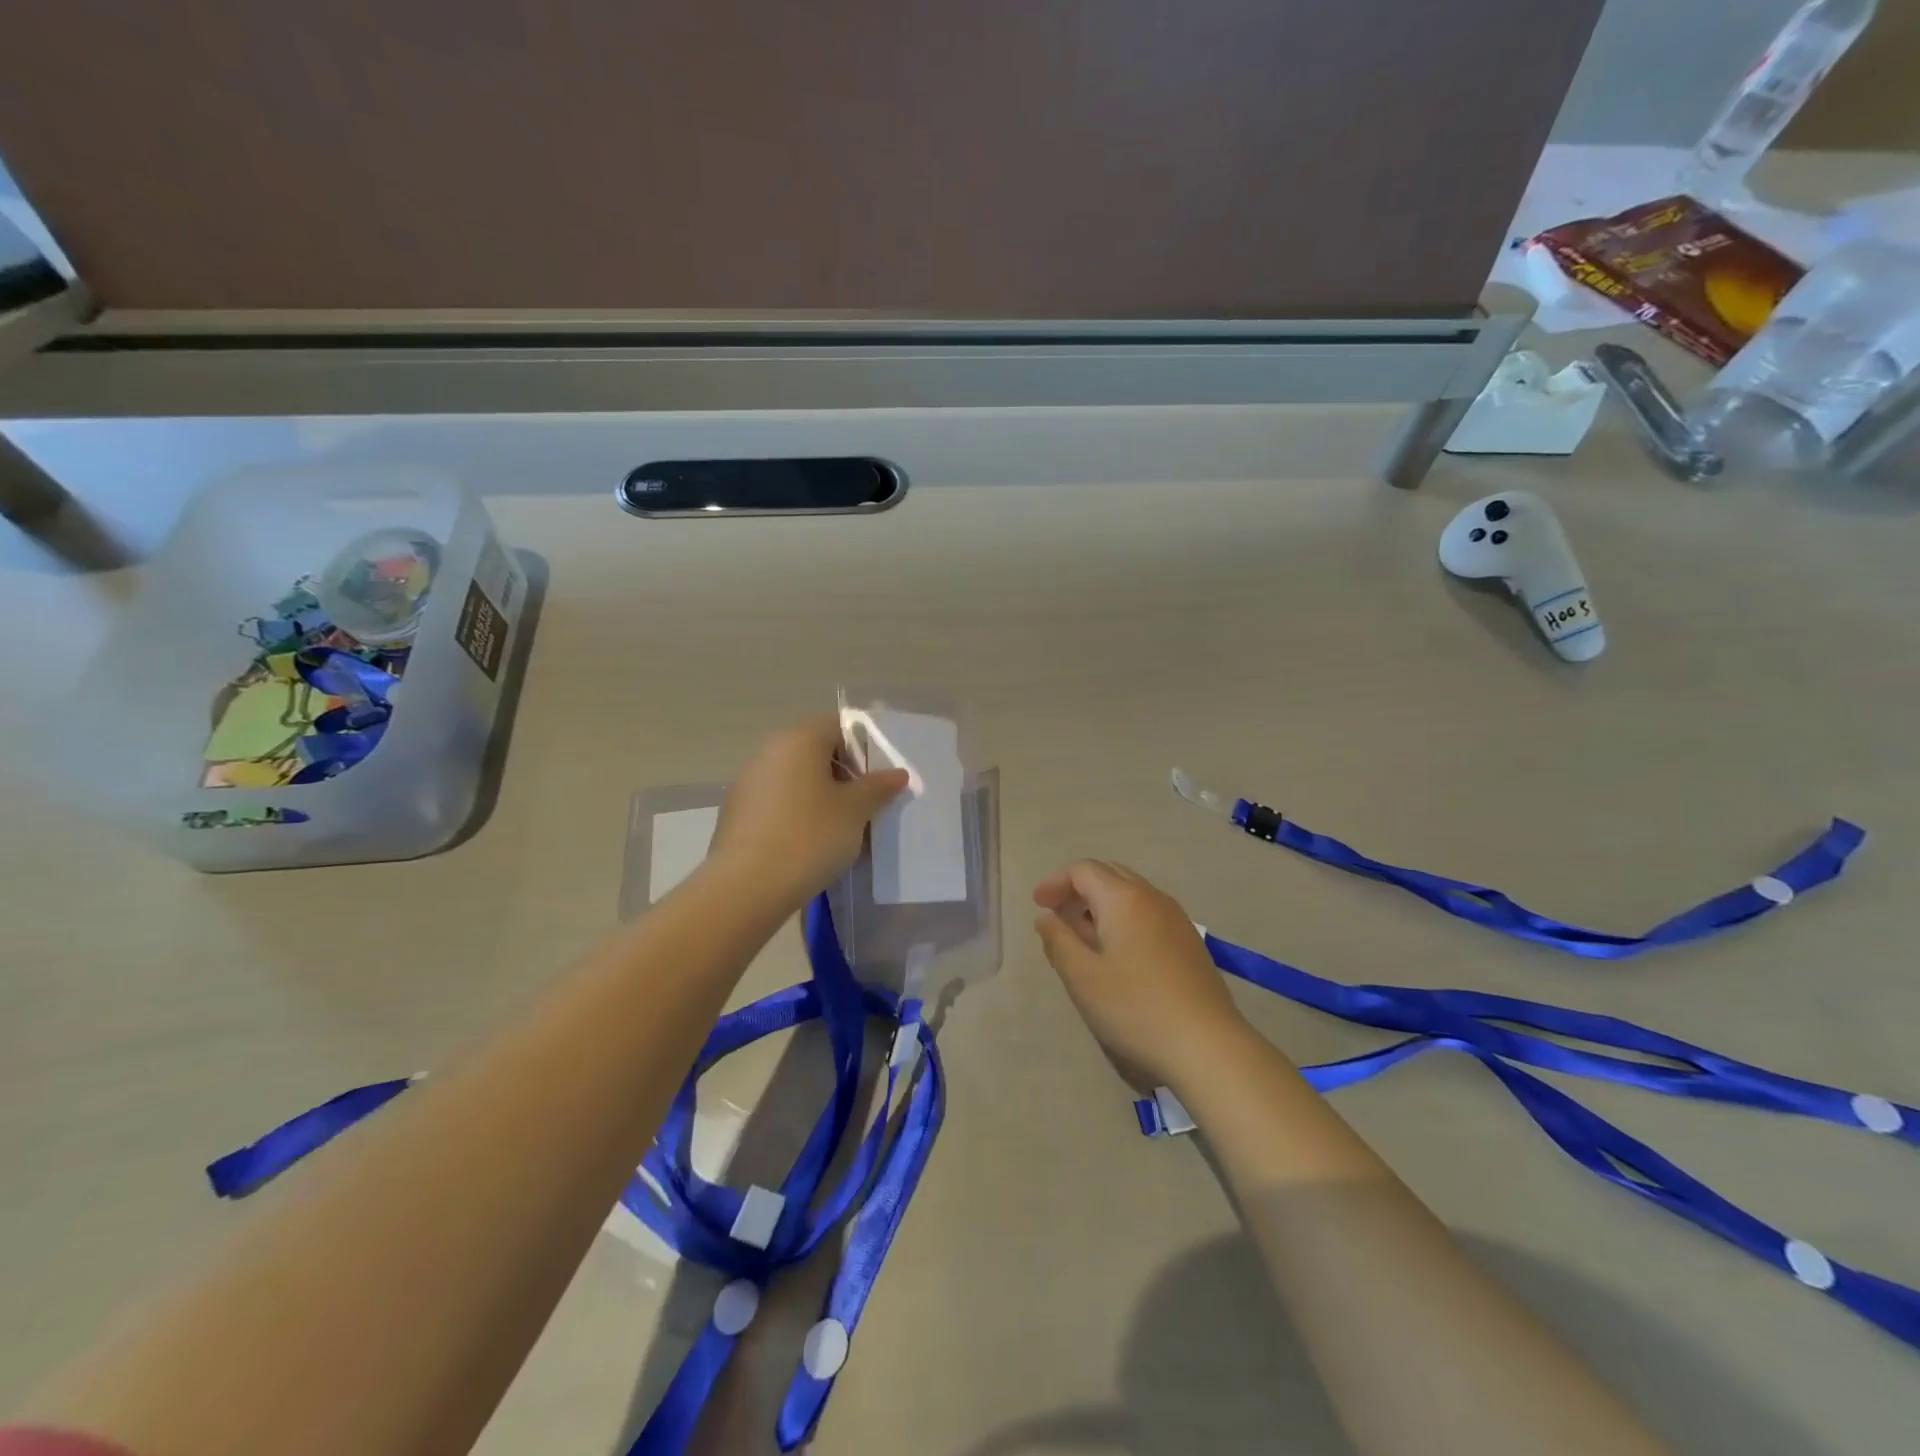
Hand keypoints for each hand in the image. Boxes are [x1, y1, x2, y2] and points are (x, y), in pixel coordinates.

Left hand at [709, 716, 909, 914]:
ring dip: (821, 799)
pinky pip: (777, 805)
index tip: (878, 781)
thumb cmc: (810, 837)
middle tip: (865, 808)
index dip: (863, 749)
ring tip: (841, 834)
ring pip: (796, 781)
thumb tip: (897, 773)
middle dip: (843, 778)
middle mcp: (768, 752)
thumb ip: (878, 787)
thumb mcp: (856, 811)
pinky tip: (809, 848)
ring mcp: (747, 783)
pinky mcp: (735, 814)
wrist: (746, 888)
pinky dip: (797, 817)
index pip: (838, 727)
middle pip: (815, 753)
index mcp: (798, 740)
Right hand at [1033, 860, 1253, 1092]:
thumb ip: (1058, 941)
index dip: (1056, 882)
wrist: (1207, 1044)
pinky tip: (1116, 953)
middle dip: (1078, 888)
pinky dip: (1123, 919)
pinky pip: (1148, 914)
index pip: (1083, 871)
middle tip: (1056, 914)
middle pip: (1109, 875)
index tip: (1037, 904)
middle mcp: (1152, 897)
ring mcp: (1176, 919)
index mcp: (1123, 898)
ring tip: (1081, 936)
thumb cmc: (1135, 1007)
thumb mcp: (1082, 977)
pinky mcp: (1189, 942)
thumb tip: (1046, 917)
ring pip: (1131, 895)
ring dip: (1101, 904)